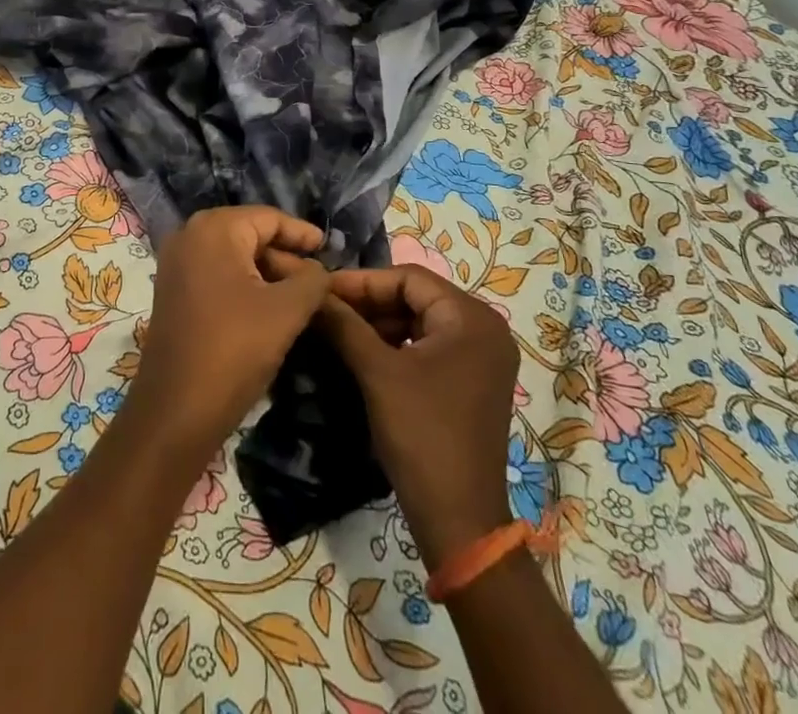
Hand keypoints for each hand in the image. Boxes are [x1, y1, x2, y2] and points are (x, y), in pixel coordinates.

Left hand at [127, 207, 330, 463]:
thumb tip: (319, 270)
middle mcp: (189, 235)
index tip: (329, 246)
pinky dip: (245, 285)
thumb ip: (312, 280)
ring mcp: (176, 264)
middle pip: (249, 234)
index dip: (301, 233)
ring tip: (302, 296)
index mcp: (214, 228)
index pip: (268, 218)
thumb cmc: (234, 350)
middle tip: (319, 279)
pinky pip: (217, 274)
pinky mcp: (173, 291)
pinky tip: (269, 308)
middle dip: (285, 256)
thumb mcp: (286, 311)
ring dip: (267, 273)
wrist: (176, 410)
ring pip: (234, 256)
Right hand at [319, 266, 520, 570]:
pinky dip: (398, 345)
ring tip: (339, 329)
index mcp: (471, 318)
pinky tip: (365, 353)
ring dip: (380, 323)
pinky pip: (430, 345)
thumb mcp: (377, 373)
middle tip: (327, 309)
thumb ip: (344, 324)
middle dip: (369, 302)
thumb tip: (312, 293)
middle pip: (417, 297)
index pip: (408, 278)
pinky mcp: (473, 381)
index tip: (322, 289)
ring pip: (421, 321)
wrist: (460, 520)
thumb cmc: (422, 434)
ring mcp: (482, 357)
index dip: (362, 282)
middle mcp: (485, 329)